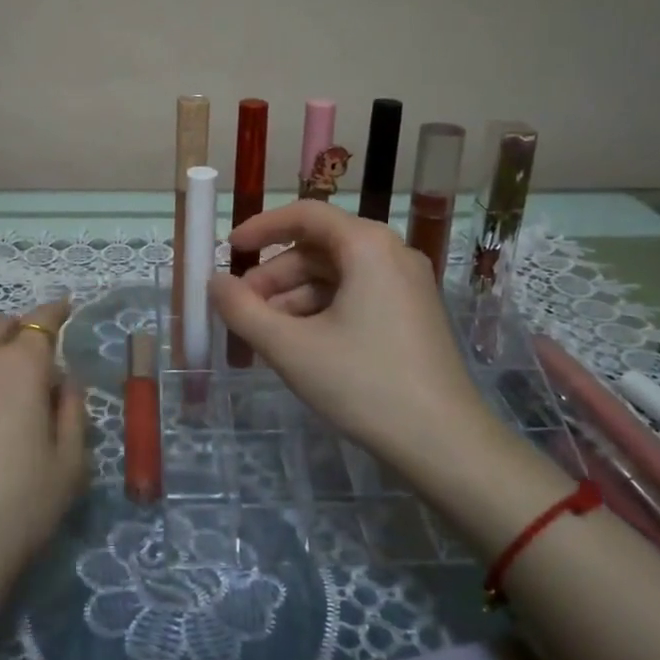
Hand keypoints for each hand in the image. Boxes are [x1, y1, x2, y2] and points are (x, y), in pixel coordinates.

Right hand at [207, 202, 502, 472]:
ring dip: (294, 297)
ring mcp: (407, 285)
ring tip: (265, 334)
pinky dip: (321, 311)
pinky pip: (356, 296)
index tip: (229, 249)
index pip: (305, 215)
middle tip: (242, 308)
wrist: (445, 444)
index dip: (261, 228)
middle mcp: (391, 253)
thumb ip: (243, 310)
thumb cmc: (364, 384)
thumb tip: (214, 283)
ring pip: (336, 276)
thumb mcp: (291, 348)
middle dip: (275, 275)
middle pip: (319, 248)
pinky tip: (299, 345)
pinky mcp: (412, 314)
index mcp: (367, 246)